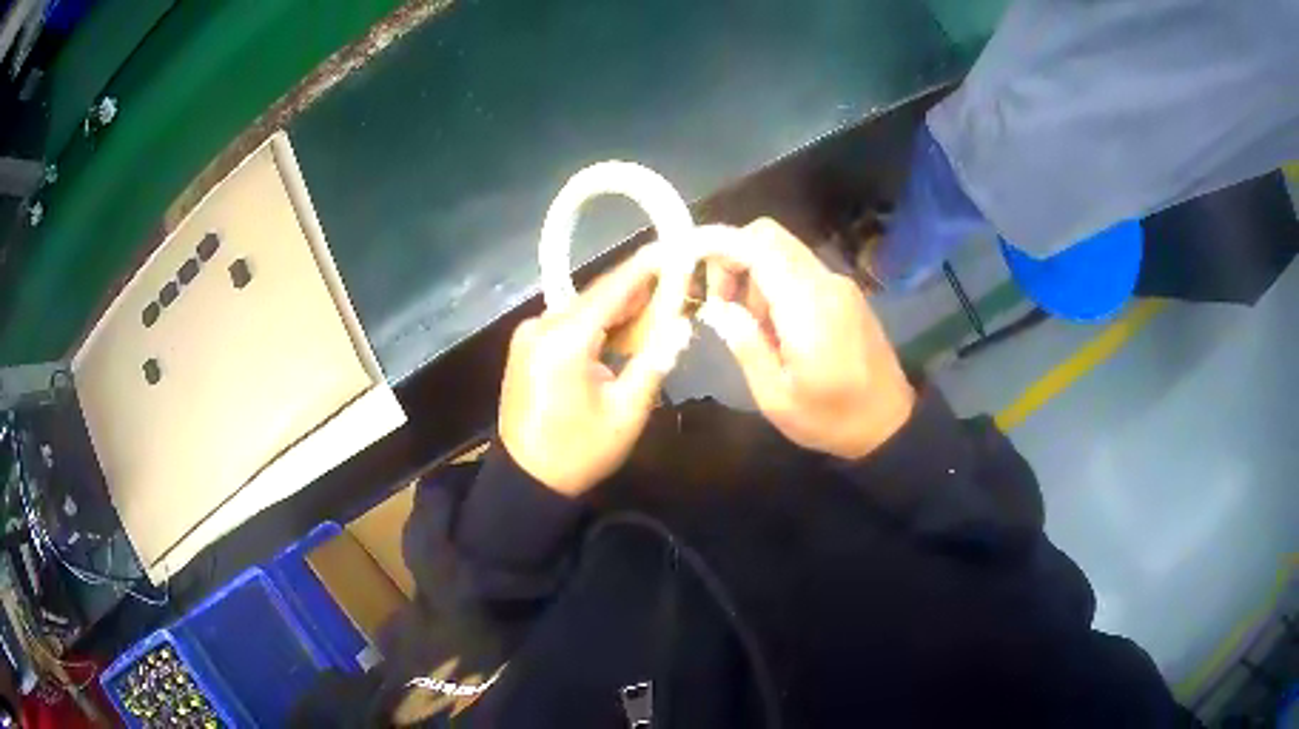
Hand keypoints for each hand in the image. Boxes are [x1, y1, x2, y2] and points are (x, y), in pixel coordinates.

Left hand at [499, 244, 690, 495]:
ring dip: (617, 308)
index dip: (645, 268)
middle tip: (674, 283)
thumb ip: (654, 362)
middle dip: (636, 290)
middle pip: (596, 296)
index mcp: (564, 340)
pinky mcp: (525, 345)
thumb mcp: (627, 412)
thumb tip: (680, 325)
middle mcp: (540, 326)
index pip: (612, 290)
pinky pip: (568, 323)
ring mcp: (528, 334)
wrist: (527, 479)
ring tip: (655, 307)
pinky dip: (596, 322)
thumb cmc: (579, 451)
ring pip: (582, 308)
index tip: (673, 249)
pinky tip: (620, 329)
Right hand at [697, 218, 914, 459]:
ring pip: (783, 252)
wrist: (890, 425)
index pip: (757, 245)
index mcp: (807, 305)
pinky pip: (801, 270)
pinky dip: (776, 284)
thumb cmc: (831, 419)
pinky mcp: (846, 294)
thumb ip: (745, 344)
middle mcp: (826, 282)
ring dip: (754, 275)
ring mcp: (840, 285)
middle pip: (769, 236)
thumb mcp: (776, 397)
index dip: (718, 245)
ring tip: (752, 328)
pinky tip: (777, 328)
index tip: (690, 267)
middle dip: (733, 258)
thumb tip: (717, 308)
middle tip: (722, 305)